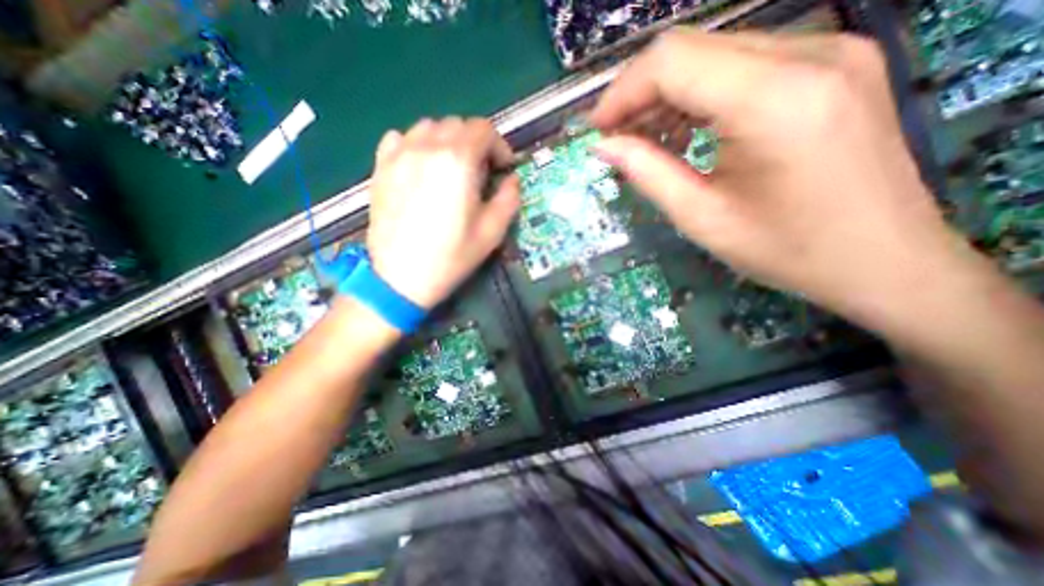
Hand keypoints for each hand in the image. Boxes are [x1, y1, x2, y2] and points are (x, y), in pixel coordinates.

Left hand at [367, 116, 520, 308]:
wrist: (400, 278)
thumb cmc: (451, 257)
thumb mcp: (492, 232)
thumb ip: (509, 199)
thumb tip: (512, 180)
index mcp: (458, 161)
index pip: (483, 129)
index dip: (499, 146)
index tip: (503, 168)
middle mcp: (427, 147)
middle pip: (457, 125)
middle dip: (476, 144)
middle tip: (481, 172)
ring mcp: (399, 154)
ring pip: (429, 127)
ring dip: (448, 142)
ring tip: (452, 169)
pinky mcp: (381, 167)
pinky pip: (400, 138)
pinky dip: (417, 144)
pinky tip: (422, 166)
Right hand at [595, 29, 980, 330]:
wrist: (881, 260)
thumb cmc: (786, 250)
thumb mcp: (701, 218)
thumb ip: (647, 173)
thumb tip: (603, 146)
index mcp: (775, 99)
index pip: (672, 62)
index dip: (622, 92)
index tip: (596, 129)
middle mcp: (808, 55)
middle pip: (692, 50)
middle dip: (640, 94)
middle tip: (615, 138)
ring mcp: (828, 52)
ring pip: (714, 55)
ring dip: (667, 97)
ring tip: (644, 140)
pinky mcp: (831, 66)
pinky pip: (743, 67)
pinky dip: (700, 96)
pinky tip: (685, 132)